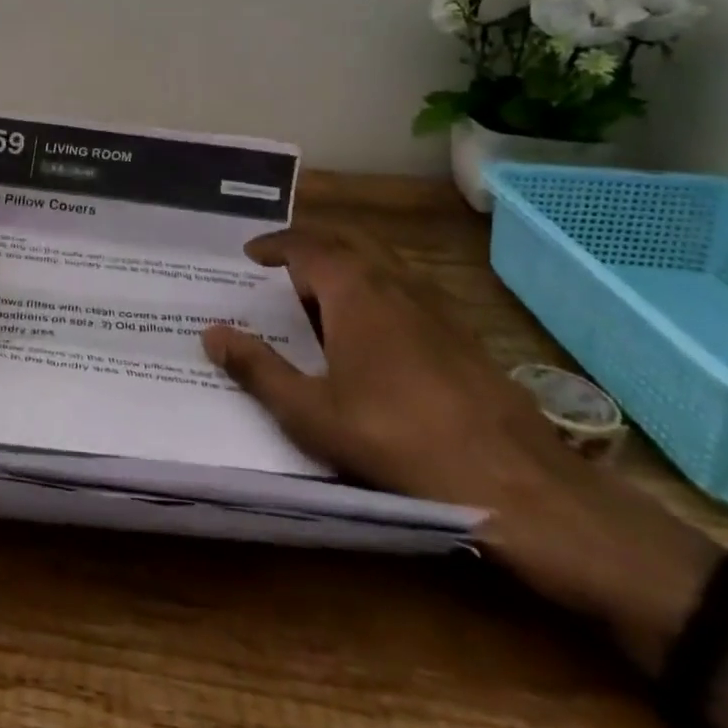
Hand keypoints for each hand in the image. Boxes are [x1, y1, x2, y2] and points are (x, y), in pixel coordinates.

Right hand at [203, 223, 718, 664]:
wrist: (516, 484)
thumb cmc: (399, 441)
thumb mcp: (312, 413)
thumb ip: (258, 369)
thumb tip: (211, 333)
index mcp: (355, 291)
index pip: (306, 246)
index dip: (274, 245)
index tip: (249, 255)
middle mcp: (395, 284)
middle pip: (345, 243)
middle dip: (308, 247)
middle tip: (277, 268)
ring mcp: (435, 306)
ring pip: (379, 265)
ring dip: (343, 267)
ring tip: (315, 297)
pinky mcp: (460, 333)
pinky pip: (404, 290)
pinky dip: (373, 291)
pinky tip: (369, 333)